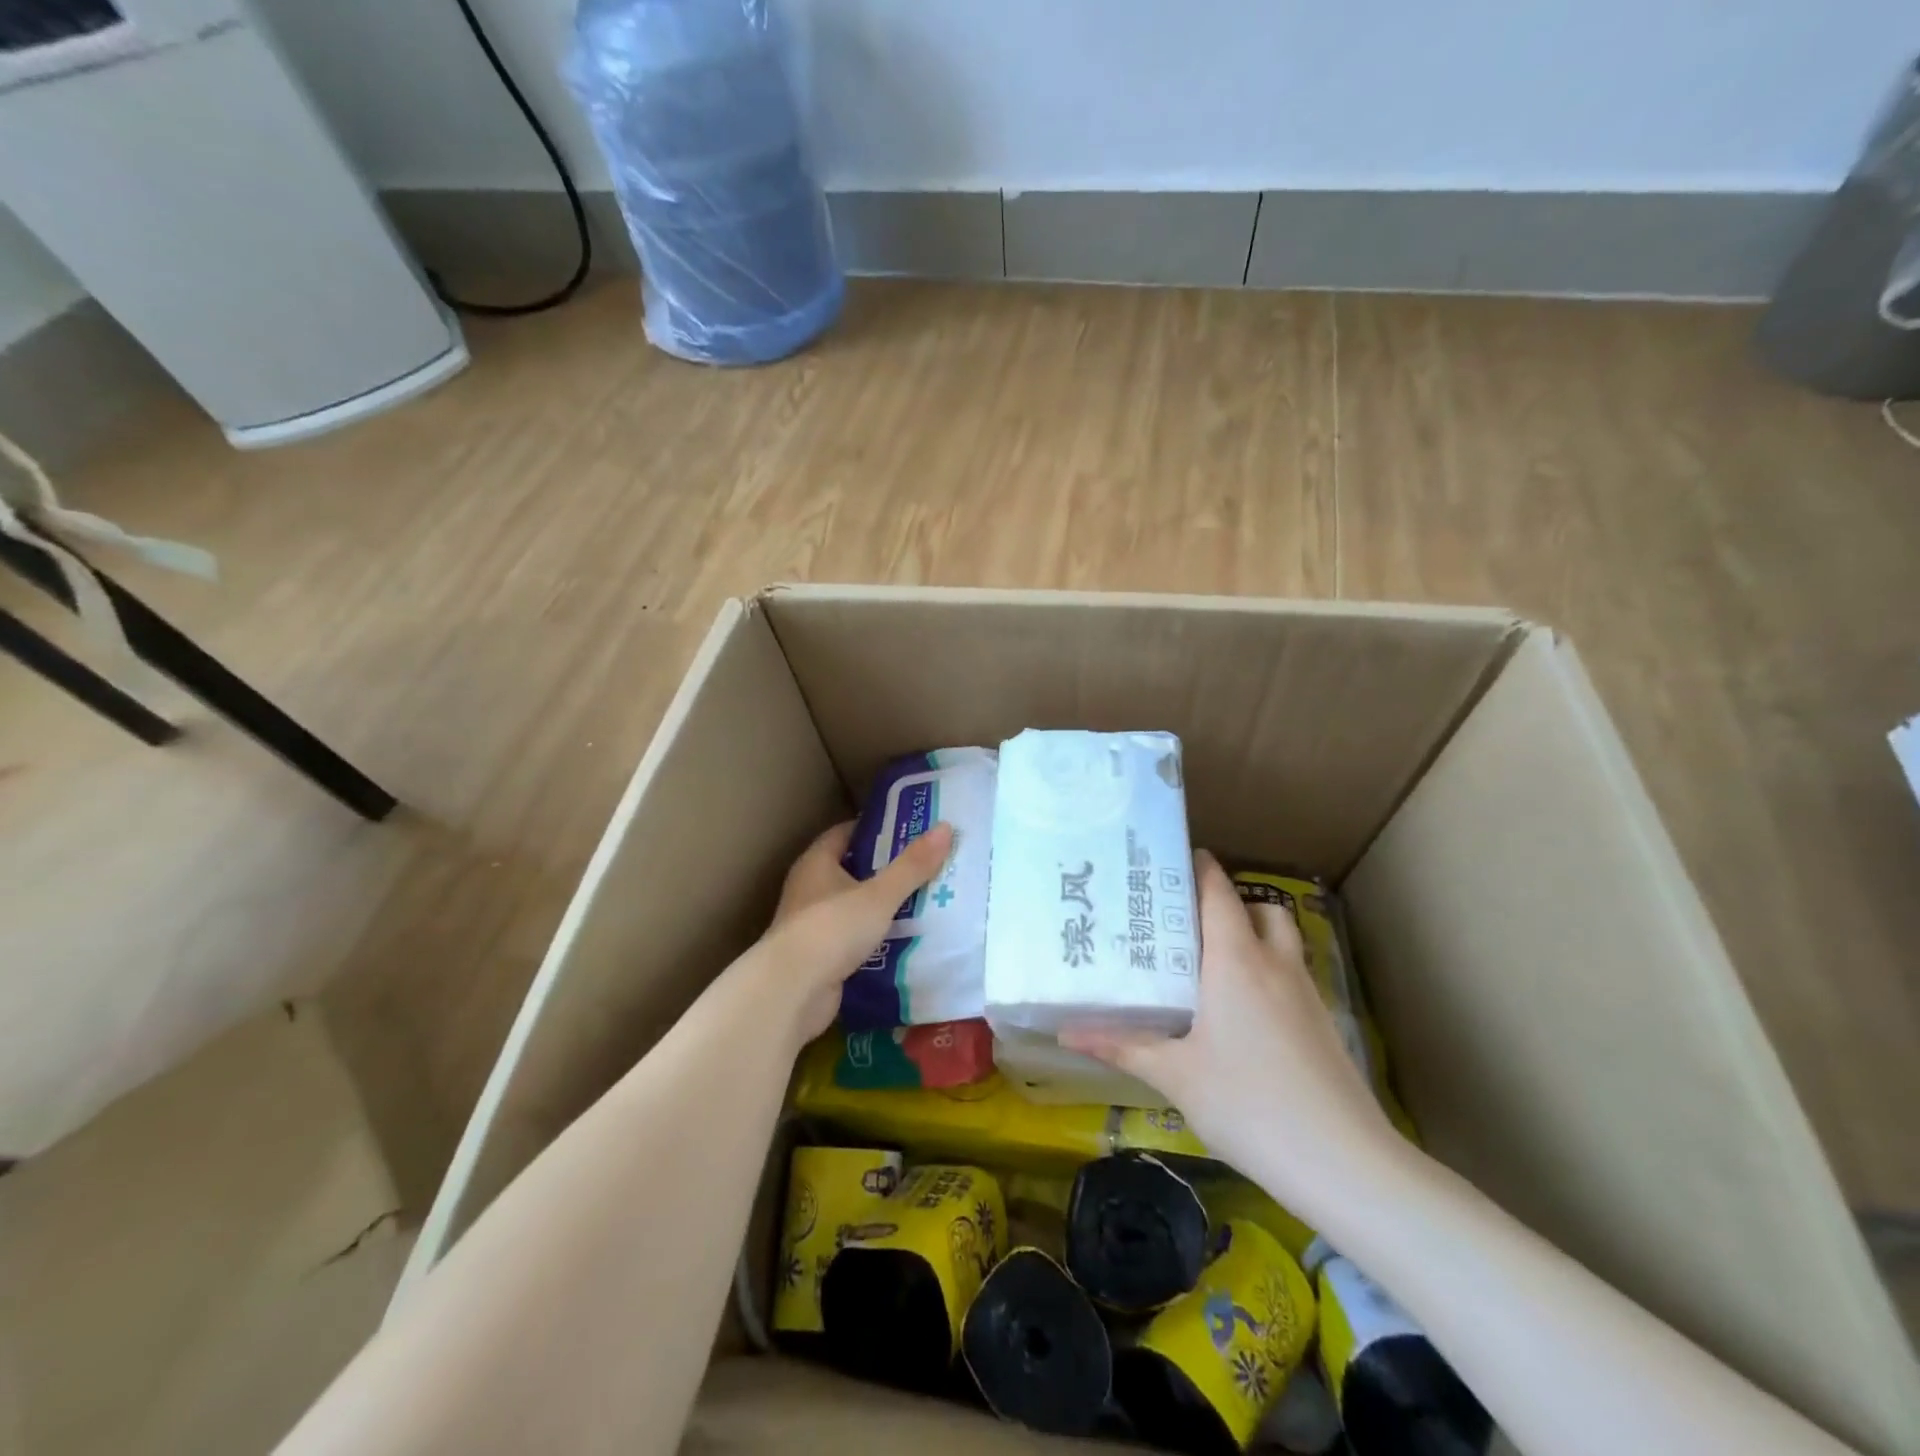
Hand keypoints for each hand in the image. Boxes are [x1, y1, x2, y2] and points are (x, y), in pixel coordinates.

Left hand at [756, 819, 955, 1043]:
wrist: (792, 992)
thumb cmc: (831, 929)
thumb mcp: (878, 895)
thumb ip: (912, 866)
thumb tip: (946, 828)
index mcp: (817, 863)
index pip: (845, 834)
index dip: (876, 830)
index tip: (909, 829)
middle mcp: (810, 889)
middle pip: (853, 870)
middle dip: (886, 868)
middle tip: (926, 865)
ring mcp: (814, 924)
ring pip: (855, 906)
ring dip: (883, 905)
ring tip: (925, 900)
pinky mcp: (821, 956)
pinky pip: (855, 938)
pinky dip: (876, 936)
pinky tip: (906, 938)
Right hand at [1060, 851, 1400, 1215]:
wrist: (1343, 1163)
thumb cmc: (1248, 1104)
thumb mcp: (1175, 1075)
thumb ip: (1121, 1046)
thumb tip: (1064, 1033)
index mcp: (1235, 961)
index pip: (1218, 892)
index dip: (1198, 867)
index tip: (1169, 858)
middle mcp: (1274, 964)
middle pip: (1256, 908)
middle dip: (1225, 902)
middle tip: (1183, 917)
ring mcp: (1305, 994)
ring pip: (1280, 940)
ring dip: (1251, 934)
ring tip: (1210, 959)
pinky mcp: (1322, 1024)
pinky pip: (1290, 974)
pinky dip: (1266, 971)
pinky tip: (1241, 1010)